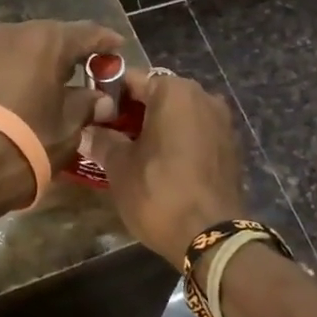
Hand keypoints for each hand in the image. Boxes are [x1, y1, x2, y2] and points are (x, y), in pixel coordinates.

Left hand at [0, 20, 122, 212]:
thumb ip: (87, 106)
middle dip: (72, 52)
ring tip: (57, 82)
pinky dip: (19, 69)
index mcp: (47, 40)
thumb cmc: (25, 142)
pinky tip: (27, 89)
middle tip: (90, 70)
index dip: (105, 42)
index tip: (118, 48)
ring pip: (25, 46)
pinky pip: (3, 59)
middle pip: (53, 36)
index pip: (87, 33)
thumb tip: (101, 99)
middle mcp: (16, 32)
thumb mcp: (68, 128)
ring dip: (43, 60)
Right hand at [82, 69, 246, 262]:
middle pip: (157, 94)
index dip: (107, 95)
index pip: (131, 79)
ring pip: (178, 114)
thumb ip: (102, 141)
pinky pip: (195, 132)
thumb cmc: (160, 192)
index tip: (91, 115)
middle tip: (107, 135)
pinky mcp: (230, 146)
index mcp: (174, 91)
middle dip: (132, 112)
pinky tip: (159, 164)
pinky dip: (177, 140)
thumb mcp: (120, 167)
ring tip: (131, 151)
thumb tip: (85, 131)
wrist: (213, 237)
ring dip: (155, 126)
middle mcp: (202, 95)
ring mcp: (221, 121)